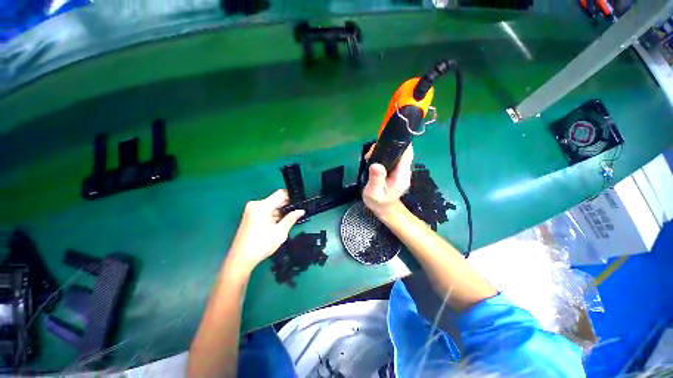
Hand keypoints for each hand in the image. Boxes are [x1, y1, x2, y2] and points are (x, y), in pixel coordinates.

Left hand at [226, 190, 304, 273]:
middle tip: (297, 212)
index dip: (292, 196)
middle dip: (286, 205)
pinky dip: (273, 214)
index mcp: (262, 207)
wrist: (240, 259)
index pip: (280, 194)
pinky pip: (265, 209)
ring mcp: (251, 209)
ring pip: (271, 205)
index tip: (300, 202)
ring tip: (290, 218)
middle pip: (275, 199)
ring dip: (280, 210)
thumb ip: (291, 218)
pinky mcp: (249, 214)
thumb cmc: (261, 246)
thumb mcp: (280, 232)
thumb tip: (301, 211)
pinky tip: (279, 222)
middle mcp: (255, 204)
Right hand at [363, 144, 413, 216]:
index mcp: (401, 175)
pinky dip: (383, 156)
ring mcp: (400, 170)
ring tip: (370, 156)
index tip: (384, 143)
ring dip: (383, 151)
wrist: (383, 209)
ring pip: (395, 154)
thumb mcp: (374, 192)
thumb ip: (376, 179)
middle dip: (387, 148)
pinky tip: (373, 159)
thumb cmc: (379, 202)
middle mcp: (404, 171)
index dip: (399, 144)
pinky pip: (391, 158)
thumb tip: (376, 165)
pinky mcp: (396, 171)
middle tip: (371, 153)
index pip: (407, 154)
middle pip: (401, 151)